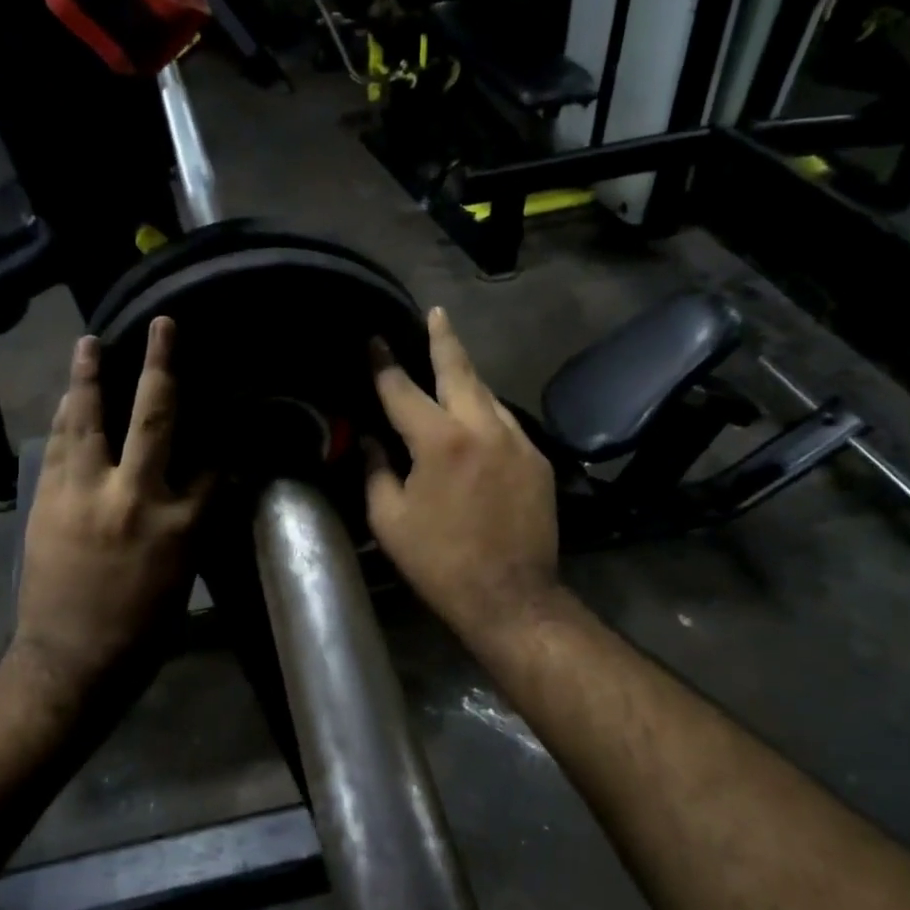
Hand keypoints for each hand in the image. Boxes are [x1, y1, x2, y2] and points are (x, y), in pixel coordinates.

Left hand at [11, 318, 210, 701]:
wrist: (72, 660)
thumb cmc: (141, 628)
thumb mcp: (185, 575)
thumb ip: (194, 522)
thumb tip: (206, 484)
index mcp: (180, 522)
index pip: (212, 464)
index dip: (223, 439)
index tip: (229, 413)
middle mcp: (134, 496)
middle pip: (153, 417)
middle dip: (161, 366)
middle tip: (162, 326)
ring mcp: (85, 494)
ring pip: (88, 420)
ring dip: (89, 377)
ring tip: (89, 343)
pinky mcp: (48, 501)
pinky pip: (57, 446)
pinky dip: (64, 418)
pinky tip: (67, 398)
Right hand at [366, 307, 560, 646]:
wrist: (511, 597)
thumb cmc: (440, 563)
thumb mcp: (390, 520)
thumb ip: (377, 470)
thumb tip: (372, 440)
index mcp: (439, 441)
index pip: (403, 389)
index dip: (384, 363)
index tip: (373, 340)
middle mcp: (482, 428)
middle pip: (459, 370)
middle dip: (444, 338)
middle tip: (436, 312)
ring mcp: (517, 441)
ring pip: (487, 394)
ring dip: (466, 377)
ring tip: (451, 364)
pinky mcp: (538, 461)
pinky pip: (505, 423)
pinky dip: (485, 413)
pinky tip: (476, 420)